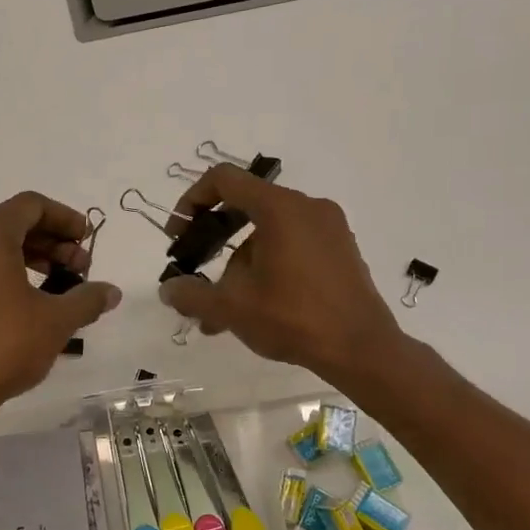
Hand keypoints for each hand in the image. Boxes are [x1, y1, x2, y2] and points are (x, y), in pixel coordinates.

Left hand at [0, 192, 120, 416]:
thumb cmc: (3, 346)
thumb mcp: (56, 321)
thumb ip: (87, 298)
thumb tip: (112, 292)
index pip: (31, 206)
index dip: (65, 219)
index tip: (88, 240)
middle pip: (13, 223)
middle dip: (52, 242)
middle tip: (81, 268)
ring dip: (32, 257)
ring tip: (60, 286)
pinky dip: (6, 271)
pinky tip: (30, 300)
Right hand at [158, 165, 402, 387]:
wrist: (361, 349)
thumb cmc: (293, 318)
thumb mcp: (232, 308)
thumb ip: (192, 294)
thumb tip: (168, 290)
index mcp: (280, 208)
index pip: (224, 179)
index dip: (192, 200)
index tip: (178, 234)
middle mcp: (307, 207)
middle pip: (247, 205)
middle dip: (214, 237)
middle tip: (196, 265)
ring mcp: (329, 228)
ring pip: (268, 232)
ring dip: (238, 263)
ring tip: (222, 310)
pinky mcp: (341, 250)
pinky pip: (292, 245)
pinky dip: (267, 266)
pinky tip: (254, 309)